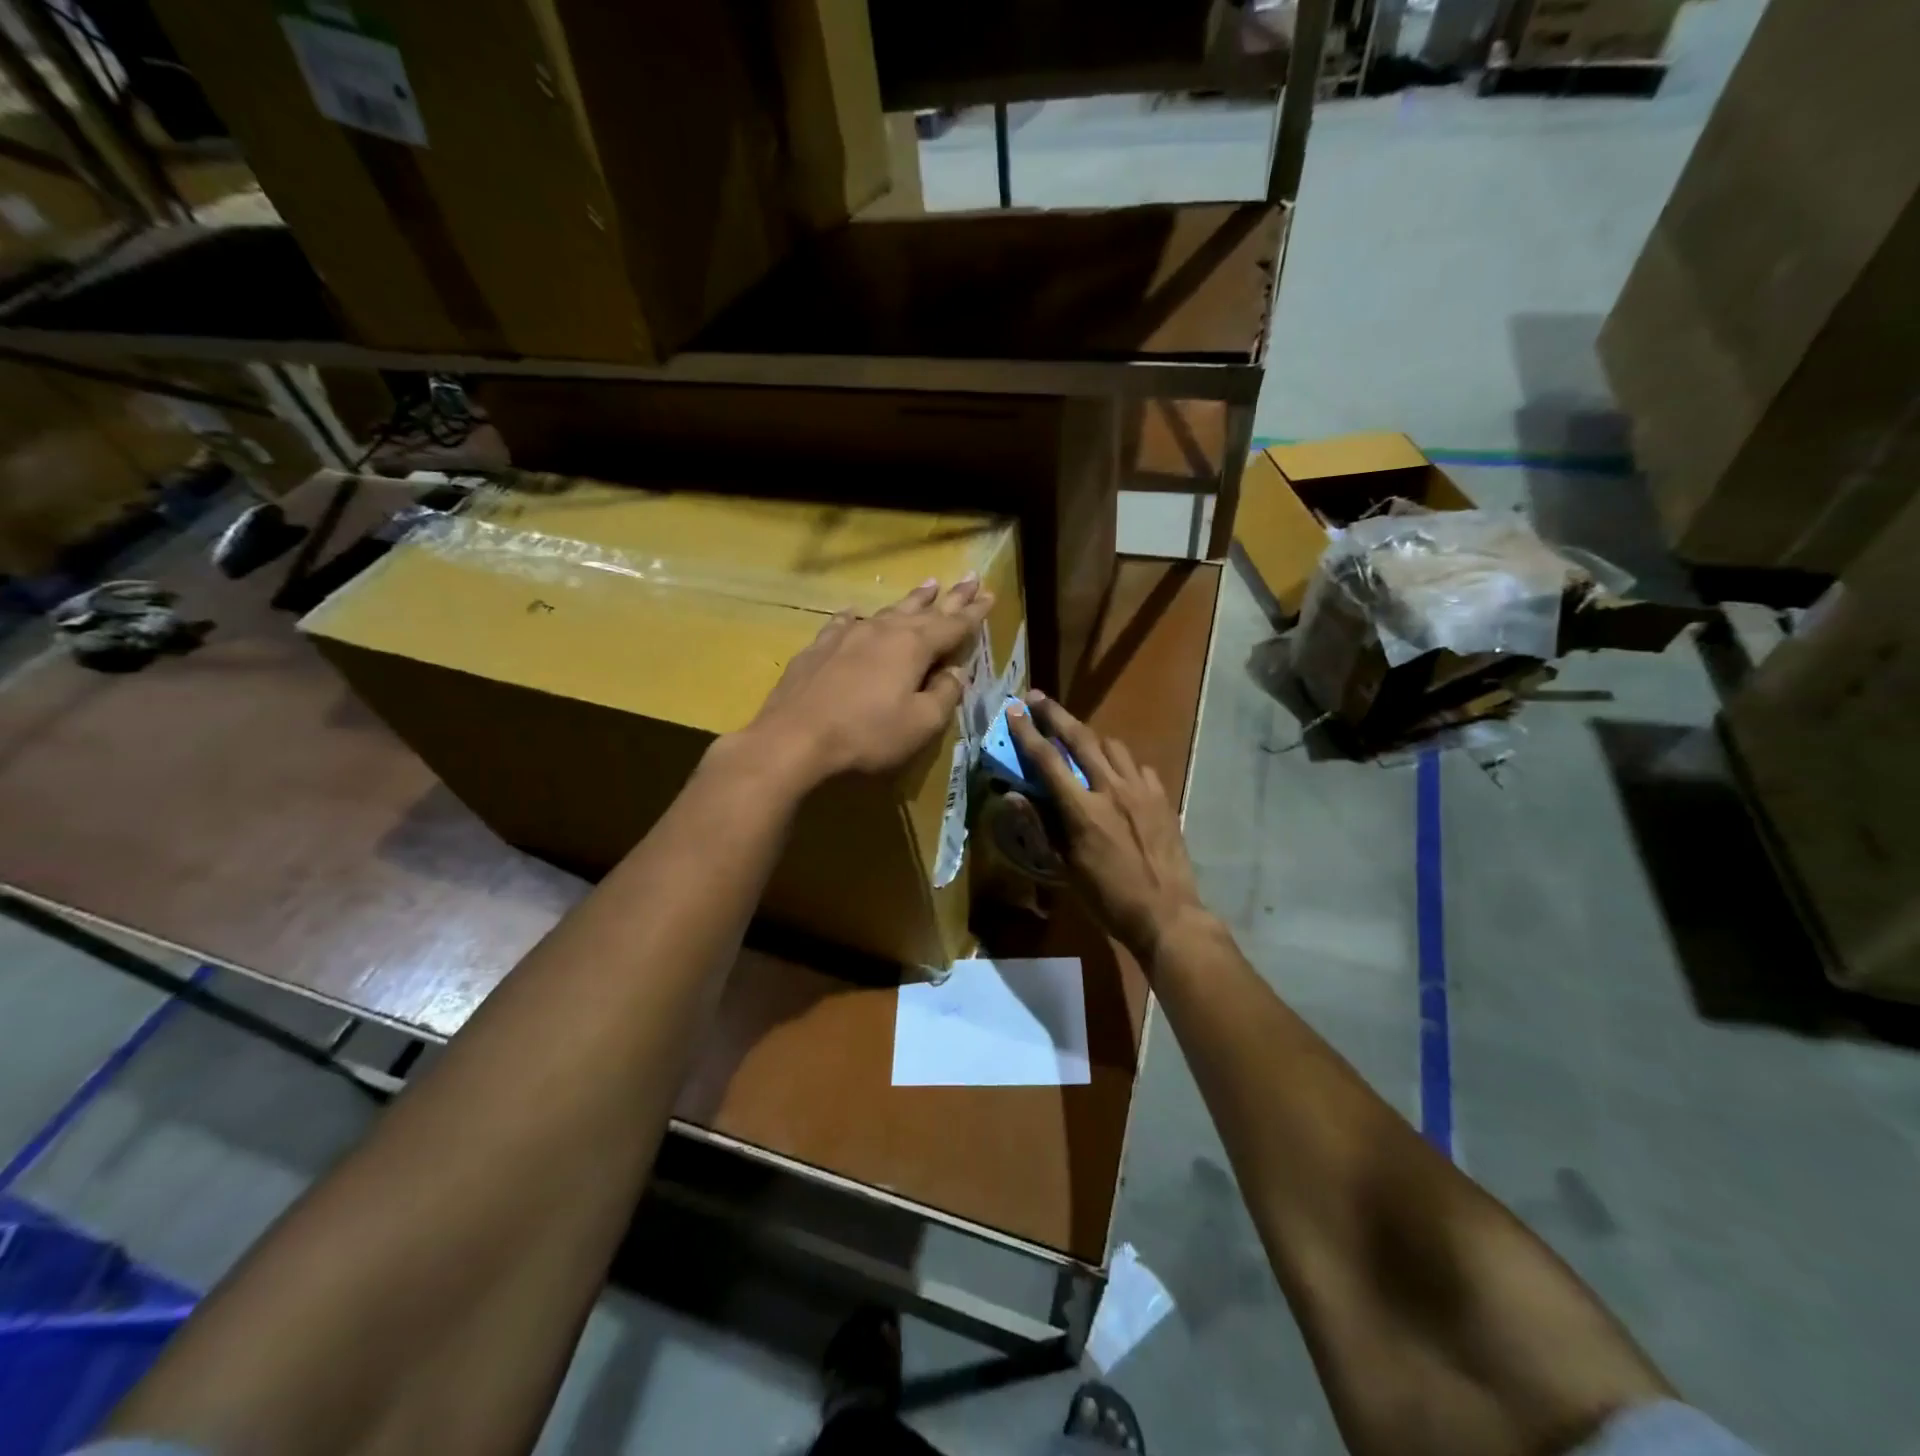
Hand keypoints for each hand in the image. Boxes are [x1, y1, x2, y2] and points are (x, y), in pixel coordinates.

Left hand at [735, 576, 994, 786]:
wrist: (793, 739)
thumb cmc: (866, 735)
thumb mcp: (920, 724)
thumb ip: (944, 695)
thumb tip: (956, 673)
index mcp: (913, 647)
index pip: (953, 625)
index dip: (974, 612)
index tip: (991, 595)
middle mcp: (882, 631)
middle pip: (924, 609)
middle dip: (949, 597)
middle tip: (970, 579)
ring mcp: (847, 635)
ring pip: (887, 611)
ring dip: (911, 600)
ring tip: (928, 585)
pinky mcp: (819, 648)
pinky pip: (845, 622)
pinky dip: (858, 617)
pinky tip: (856, 614)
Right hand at [1006, 692, 1209, 965]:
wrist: (1167, 914)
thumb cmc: (1108, 898)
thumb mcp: (1066, 869)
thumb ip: (1043, 827)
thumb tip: (1015, 797)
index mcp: (1082, 811)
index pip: (1048, 760)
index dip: (1027, 733)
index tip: (1014, 709)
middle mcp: (1112, 790)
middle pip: (1080, 738)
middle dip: (1055, 715)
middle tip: (1038, 698)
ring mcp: (1141, 791)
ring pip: (1112, 746)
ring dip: (1090, 737)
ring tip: (1077, 739)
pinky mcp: (1162, 798)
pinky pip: (1138, 766)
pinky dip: (1121, 763)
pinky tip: (1117, 773)